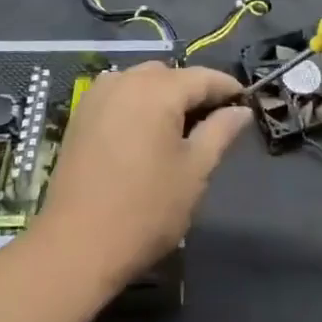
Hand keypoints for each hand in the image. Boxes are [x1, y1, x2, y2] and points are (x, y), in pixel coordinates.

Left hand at [32, 62, 251, 291]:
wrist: (75, 246)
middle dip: (193, 92)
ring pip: (143, 81)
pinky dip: (137, 103)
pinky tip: (143, 132)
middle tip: (212, 122)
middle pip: (171, 75)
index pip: (203, 77)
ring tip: (177, 129)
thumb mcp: (194, 172)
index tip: (245, 101)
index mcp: (159, 89)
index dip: (227, 88)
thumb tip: (240, 110)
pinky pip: (119, 94)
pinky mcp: (81, 114)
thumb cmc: (145, 210)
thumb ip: (220, 132)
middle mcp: (127, 79)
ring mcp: (100, 94)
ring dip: (163, 95)